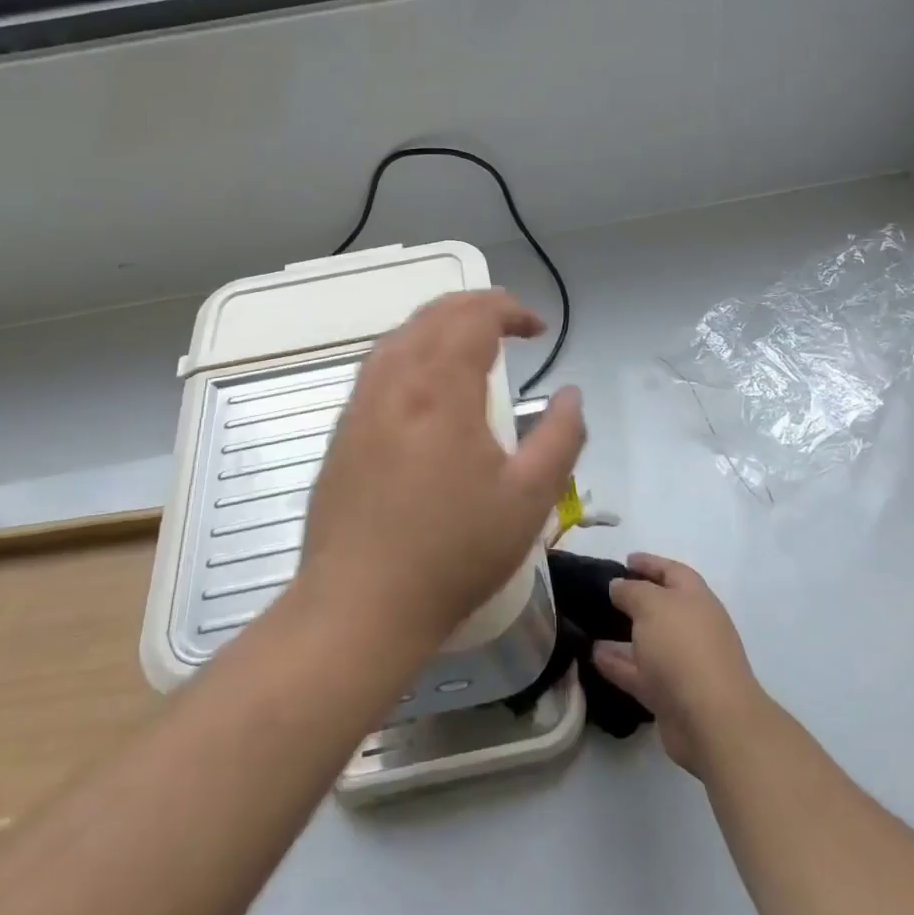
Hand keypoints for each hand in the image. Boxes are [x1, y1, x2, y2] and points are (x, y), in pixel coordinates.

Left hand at [296, 290, 584, 651]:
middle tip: (509, 323)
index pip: (474, 317)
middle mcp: (394, 382)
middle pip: (433, 316)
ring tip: (469, 342)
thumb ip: (562, 438)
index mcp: (440, 388)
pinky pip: (378, 367)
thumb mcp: (530, 499)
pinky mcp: (342, 433)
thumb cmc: (454, 552)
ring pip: (399, 336)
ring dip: (439, 325)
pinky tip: (423, 382)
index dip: (510, 310)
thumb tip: (570, 396)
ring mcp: (360, 406)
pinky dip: (410, 351)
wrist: (360, 607)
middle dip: (476, 307)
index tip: (537, 329)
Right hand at [594, 553, 767, 777]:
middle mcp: (692, 627)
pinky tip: (594, 656)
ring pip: (648, 643)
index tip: (625, 559)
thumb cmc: (683, 647)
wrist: (711, 719)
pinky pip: (639, 673)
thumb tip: (618, 586)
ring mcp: (682, 663)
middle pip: (661, 607)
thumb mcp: (652, 605)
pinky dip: (618, 664)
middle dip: (635, 600)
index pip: (672, 571)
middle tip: (604, 594)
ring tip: (591, 627)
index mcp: (695, 598)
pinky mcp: (670, 695)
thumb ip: (631, 591)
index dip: (650, 563)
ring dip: (622, 635)